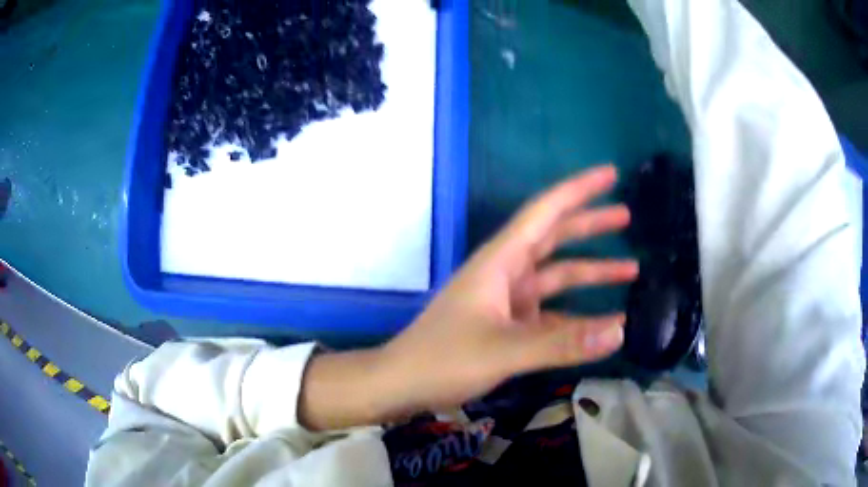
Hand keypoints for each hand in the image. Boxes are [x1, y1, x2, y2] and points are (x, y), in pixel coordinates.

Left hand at [299, 165, 637, 430]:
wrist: (403, 383)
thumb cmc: (443, 359)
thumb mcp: (504, 350)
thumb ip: (562, 343)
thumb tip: (621, 330)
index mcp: (501, 261)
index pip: (545, 211)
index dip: (579, 190)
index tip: (611, 173)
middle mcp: (506, 272)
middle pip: (555, 237)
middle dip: (591, 224)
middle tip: (627, 215)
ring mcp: (508, 299)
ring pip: (558, 275)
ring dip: (592, 271)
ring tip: (632, 269)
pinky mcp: (508, 324)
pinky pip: (552, 311)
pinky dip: (577, 314)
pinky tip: (602, 322)